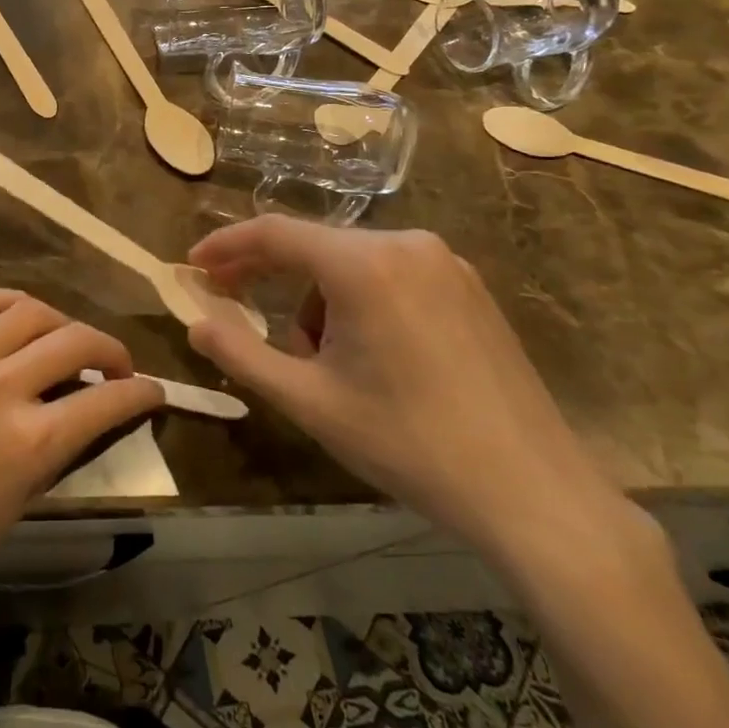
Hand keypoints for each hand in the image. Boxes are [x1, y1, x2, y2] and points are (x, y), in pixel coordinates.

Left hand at [0, 290, 163, 614]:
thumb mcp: (20, 501)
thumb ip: (61, 445)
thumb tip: (94, 403)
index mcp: (27, 444)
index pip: (106, 399)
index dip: (140, 390)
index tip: (151, 389)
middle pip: (73, 339)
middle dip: (109, 347)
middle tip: (113, 362)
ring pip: (28, 310)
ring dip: (60, 321)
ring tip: (62, 338)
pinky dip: (8, 304)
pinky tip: (17, 317)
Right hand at [187, 217, 627, 559]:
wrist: (534, 493)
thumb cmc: (408, 444)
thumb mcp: (309, 401)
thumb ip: (241, 353)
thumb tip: (194, 322)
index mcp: (363, 264)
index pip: (274, 233)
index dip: (227, 246)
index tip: (194, 265)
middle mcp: (405, 244)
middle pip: (314, 248)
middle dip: (270, 279)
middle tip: (236, 310)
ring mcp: (445, 262)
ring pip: (352, 264)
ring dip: (320, 302)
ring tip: (327, 366)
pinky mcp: (469, 286)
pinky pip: (391, 275)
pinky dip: (360, 302)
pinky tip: (373, 355)